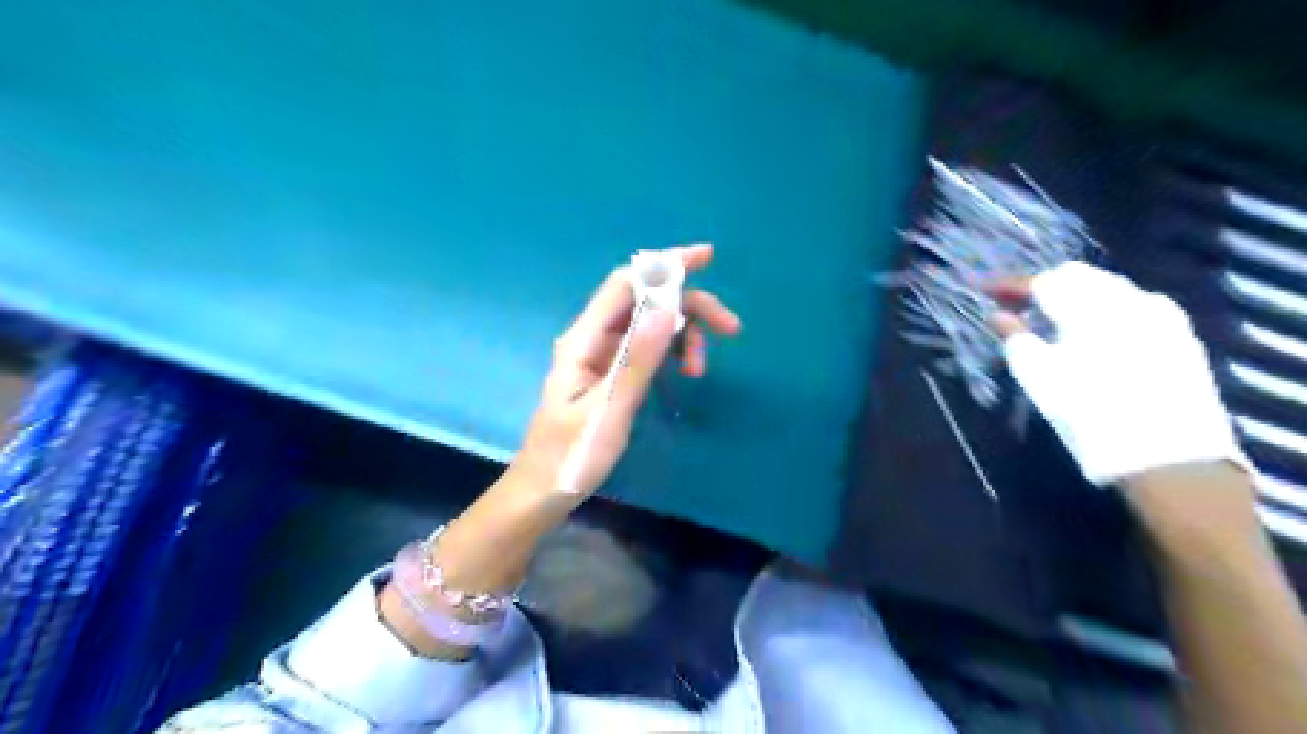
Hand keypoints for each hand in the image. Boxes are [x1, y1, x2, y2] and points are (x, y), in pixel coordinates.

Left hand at [515, 242, 740, 495]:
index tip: (707, 257)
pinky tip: (684, 372)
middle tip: (731, 329)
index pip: (626, 283)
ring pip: (650, 324)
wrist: (544, 491)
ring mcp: (602, 355)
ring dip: (682, 335)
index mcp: (583, 339)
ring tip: (698, 370)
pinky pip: (646, 347)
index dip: (666, 264)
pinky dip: (670, 352)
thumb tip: (669, 307)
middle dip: (689, 306)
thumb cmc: (572, 454)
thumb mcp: (610, 410)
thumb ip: (637, 359)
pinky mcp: (611, 372)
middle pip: (645, 300)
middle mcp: (592, 338)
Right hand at [991, 261, 1243, 483]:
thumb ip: (1014, 337)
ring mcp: (1160, 315)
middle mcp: (1129, 299)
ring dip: (1071, 295)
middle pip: (1077, 277)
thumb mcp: (1038, 377)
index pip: (1042, 281)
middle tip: (1013, 304)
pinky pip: (1130, 305)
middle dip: (1041, 285)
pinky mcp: (1178, 335)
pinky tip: (1086, 332)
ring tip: (1046, 318)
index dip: (1009, 285)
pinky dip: (1100, 309)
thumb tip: (998, 315)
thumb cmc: (1088, 415)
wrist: (1168, 459)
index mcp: (1089, 308)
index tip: (983, 291)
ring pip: (1106, 288)